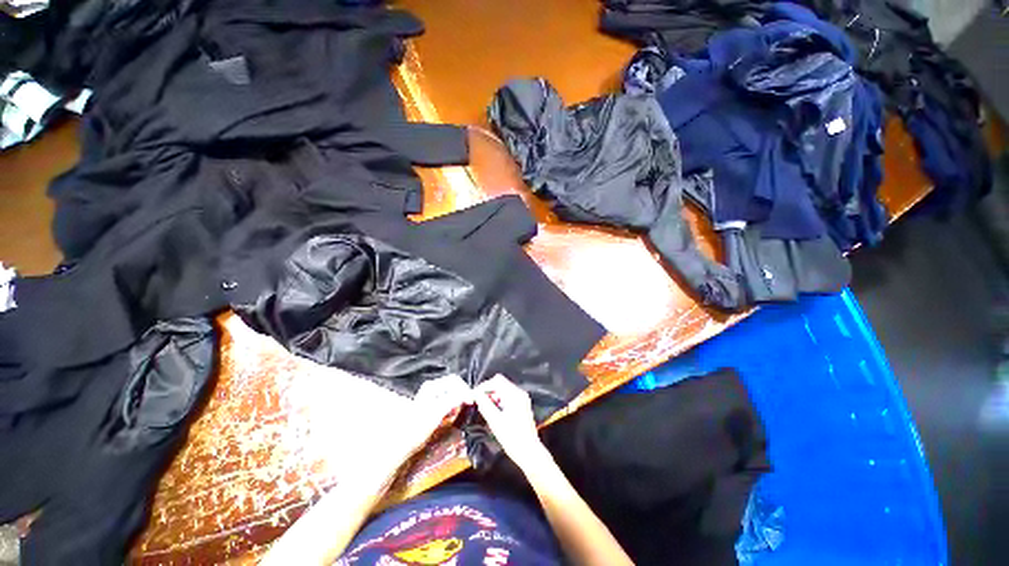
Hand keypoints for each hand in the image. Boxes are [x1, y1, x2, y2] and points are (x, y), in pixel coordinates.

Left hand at [400, 374, 472, 458]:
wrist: (403, 443)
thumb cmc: (418, 427)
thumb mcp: (438, 412)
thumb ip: (454, 400)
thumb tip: (468, 394)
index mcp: (432, 386)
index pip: (455, 380)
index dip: (464, 389)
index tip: (471, 400)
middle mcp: (432, 388)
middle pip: (453, 386)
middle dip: (461, 395)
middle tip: (465, 407)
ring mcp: (431, 397)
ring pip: (451, 393)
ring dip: (457, 401)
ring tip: (457, 412)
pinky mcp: (432, 406)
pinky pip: (447, 401)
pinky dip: (452, 407)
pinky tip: (450, 416)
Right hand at [473, 375, 549, 471]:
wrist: (529, 453)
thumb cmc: (512, 437)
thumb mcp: (495, 421)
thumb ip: (485, 405)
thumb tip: (476, 395)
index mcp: (514, 395)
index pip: (496, 381)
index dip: (483, 387)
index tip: (473, 396)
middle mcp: (519, 393)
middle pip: (500, 384)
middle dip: (487, 391)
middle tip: (477, 402)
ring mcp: (521, 399)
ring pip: (503, 390)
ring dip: (492, 396)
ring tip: (484, 408)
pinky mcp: (521, 406)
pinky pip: (507, 397)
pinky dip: (498, 401)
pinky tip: (493, 412)